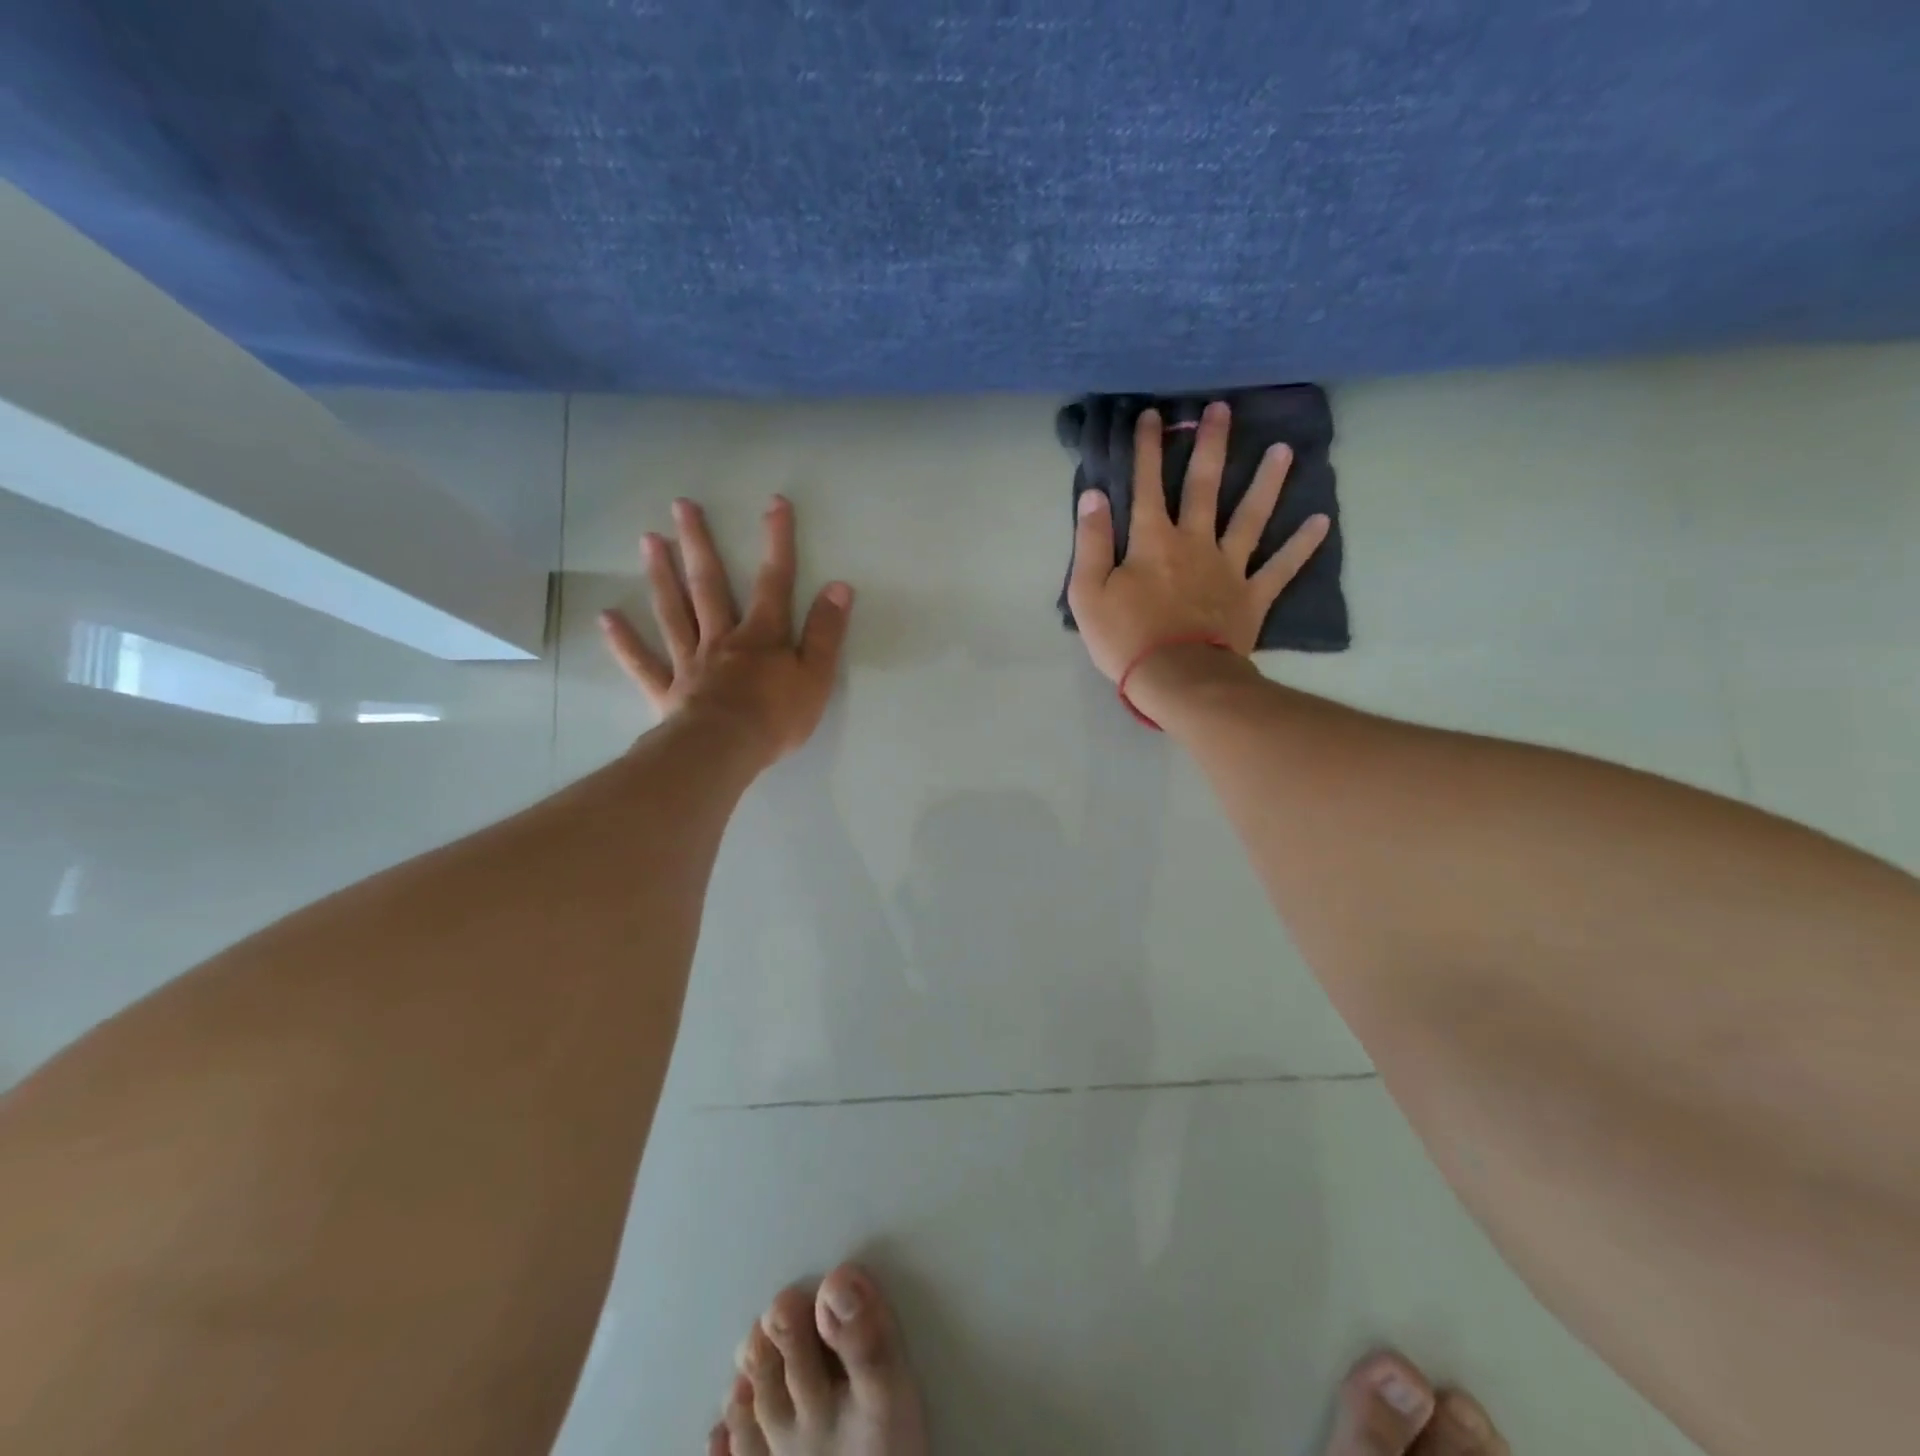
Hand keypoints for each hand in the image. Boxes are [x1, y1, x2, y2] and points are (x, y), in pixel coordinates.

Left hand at [599, 495, 853, 765]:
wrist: (725, 751)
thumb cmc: (776, 717)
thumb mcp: (817, 676)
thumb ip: (826, 633)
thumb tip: (839, 587)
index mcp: (762, 636)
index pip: (774, 581)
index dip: (777, 542)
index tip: (774, 504)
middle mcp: (722, 639)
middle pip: (709, 585)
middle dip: (699, 543)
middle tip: (681, 506)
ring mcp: (690, 662)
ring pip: (673, 612)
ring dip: (661, 575)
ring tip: (648, 540)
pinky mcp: (668, 691)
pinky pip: (644, 662)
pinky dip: (624, 642)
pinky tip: (606, 618)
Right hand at [1066, 402, 1329, 683]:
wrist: (1177, 678)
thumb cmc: (1126, 638)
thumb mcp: (1088, 593)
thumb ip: (1090, 543)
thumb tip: (1094, 495)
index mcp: (1153, 541)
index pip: (1146, 485)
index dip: (1147, 449)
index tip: (1151, 415)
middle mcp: (1195, 542)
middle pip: (1204, 486)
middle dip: (1210, 446)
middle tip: (1222, 410)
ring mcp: (1229, 568)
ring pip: (1251, 516)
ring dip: (1267, 482)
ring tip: (1284, 449)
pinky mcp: (1252, 596)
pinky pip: (1281, 568)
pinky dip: (1301, 545)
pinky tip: (1321, 521)